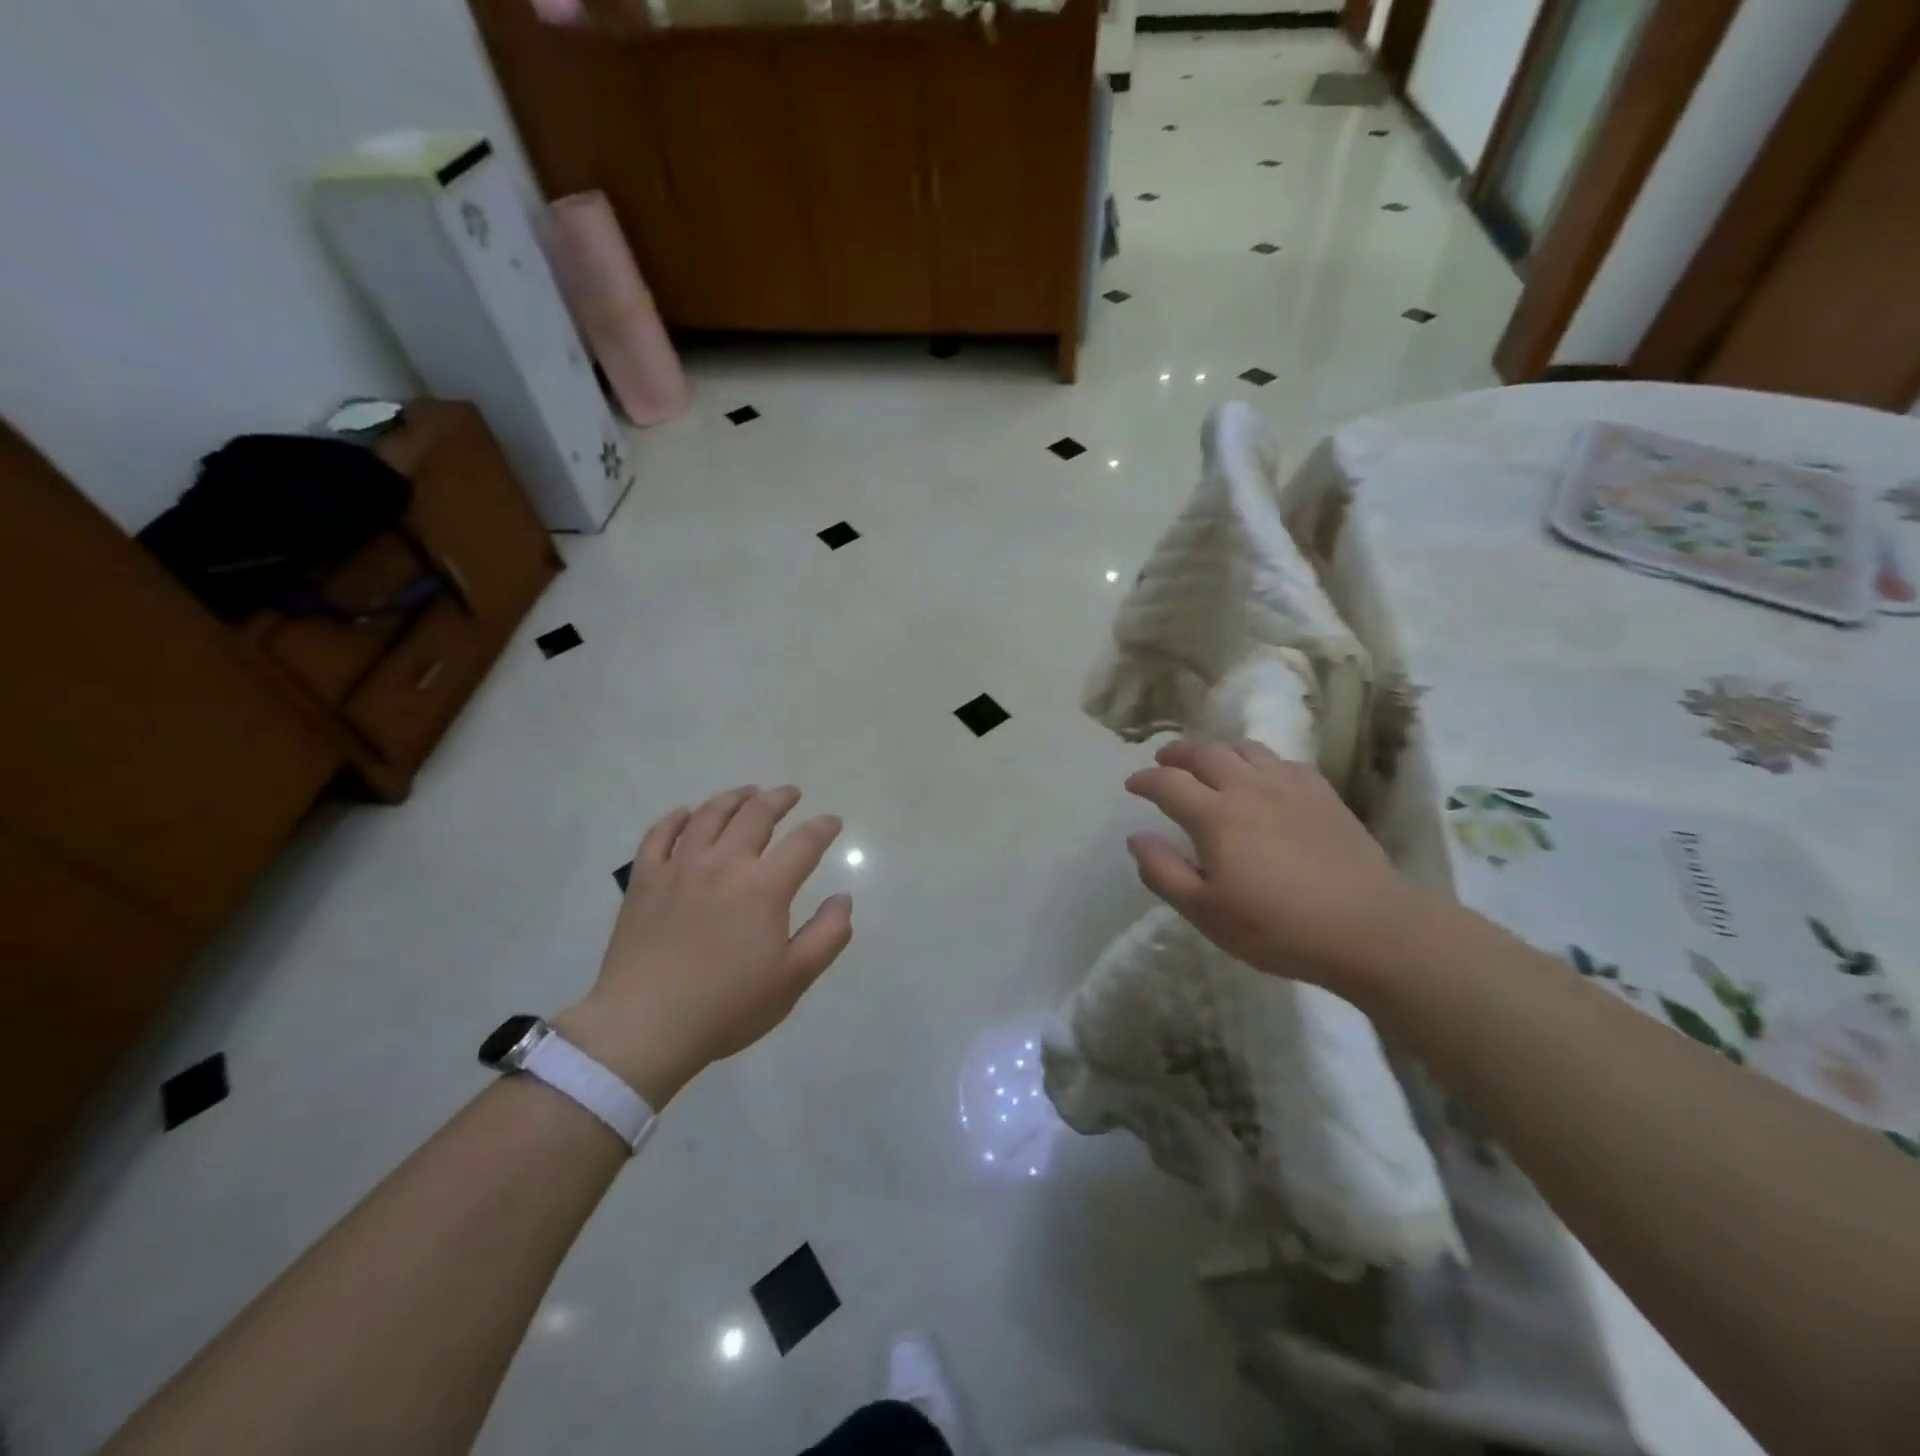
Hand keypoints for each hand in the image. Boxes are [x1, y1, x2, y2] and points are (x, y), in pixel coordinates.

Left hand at [557, 786, 852, 1106]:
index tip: (832, 821)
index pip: (803, 843)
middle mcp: (724, 864)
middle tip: (790, 793)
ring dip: (733, 798)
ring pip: (709, 815)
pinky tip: (686, 814)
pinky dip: (676, 818)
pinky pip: (659, 835)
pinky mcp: (644, 880)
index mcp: (764, 887)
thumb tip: (844, 899)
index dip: (822, 828)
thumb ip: (827, 935)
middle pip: (756, 815)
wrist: (644, 1026)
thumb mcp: (793, 979)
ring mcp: (680, 867)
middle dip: (779, 799)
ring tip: (747, 793)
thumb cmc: (727, 1007)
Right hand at [1124, 740, 1432, 991]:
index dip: (1145, 780)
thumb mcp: (1206, 913)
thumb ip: (1163, 872)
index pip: (1168, 783)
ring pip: (1244, 749)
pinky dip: (1258, 761)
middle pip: (1205, 753)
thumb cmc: (1277, 927)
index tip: (1132, 785)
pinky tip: (1260, 777)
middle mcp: (1248, 788)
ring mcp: (1289, 785)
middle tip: (1164, 760)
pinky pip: (1281, 761)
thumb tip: (1137, 837)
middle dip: (1177, 753)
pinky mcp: (1322, 793)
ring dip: (1217, 750)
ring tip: (1208, 761)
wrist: (1368, 928)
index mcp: (1215, 816)